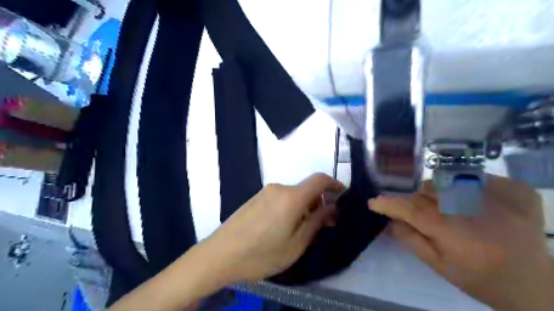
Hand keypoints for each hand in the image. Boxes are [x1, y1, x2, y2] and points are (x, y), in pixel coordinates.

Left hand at [203, 172, 341, 283]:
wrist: (219, 255)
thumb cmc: (261, 254)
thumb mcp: (296, 244)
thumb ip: (316, 222)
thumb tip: (331, 207)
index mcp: (291, 197)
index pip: (319, 180)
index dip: (334, 185)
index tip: (342, 196)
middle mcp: (279, 188)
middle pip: (306, 189)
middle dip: (319, 203)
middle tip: (324, 225)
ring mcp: (265, 192)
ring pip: (293, 195)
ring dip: (304, 208)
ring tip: (304, 231)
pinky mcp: (256, 199)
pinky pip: (281, 199)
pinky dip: (291, 208)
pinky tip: (286, 228)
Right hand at [366, 175, 553, 310]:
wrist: (537, 285)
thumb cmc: (481, 279)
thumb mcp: (439, 266)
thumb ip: (411, 240)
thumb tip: (389, 221)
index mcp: (454, 232)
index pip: (411, 209)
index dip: (389, 204)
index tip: (374, 202)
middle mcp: (474, 208)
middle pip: (427, 191)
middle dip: (415, 201)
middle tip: (421, 216)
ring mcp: (499, 195)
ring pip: (446, 181)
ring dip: (437, 193)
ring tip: (448, 211)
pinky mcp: (516, 189)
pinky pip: (475, 178)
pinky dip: (466, 188)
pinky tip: (475, 205)